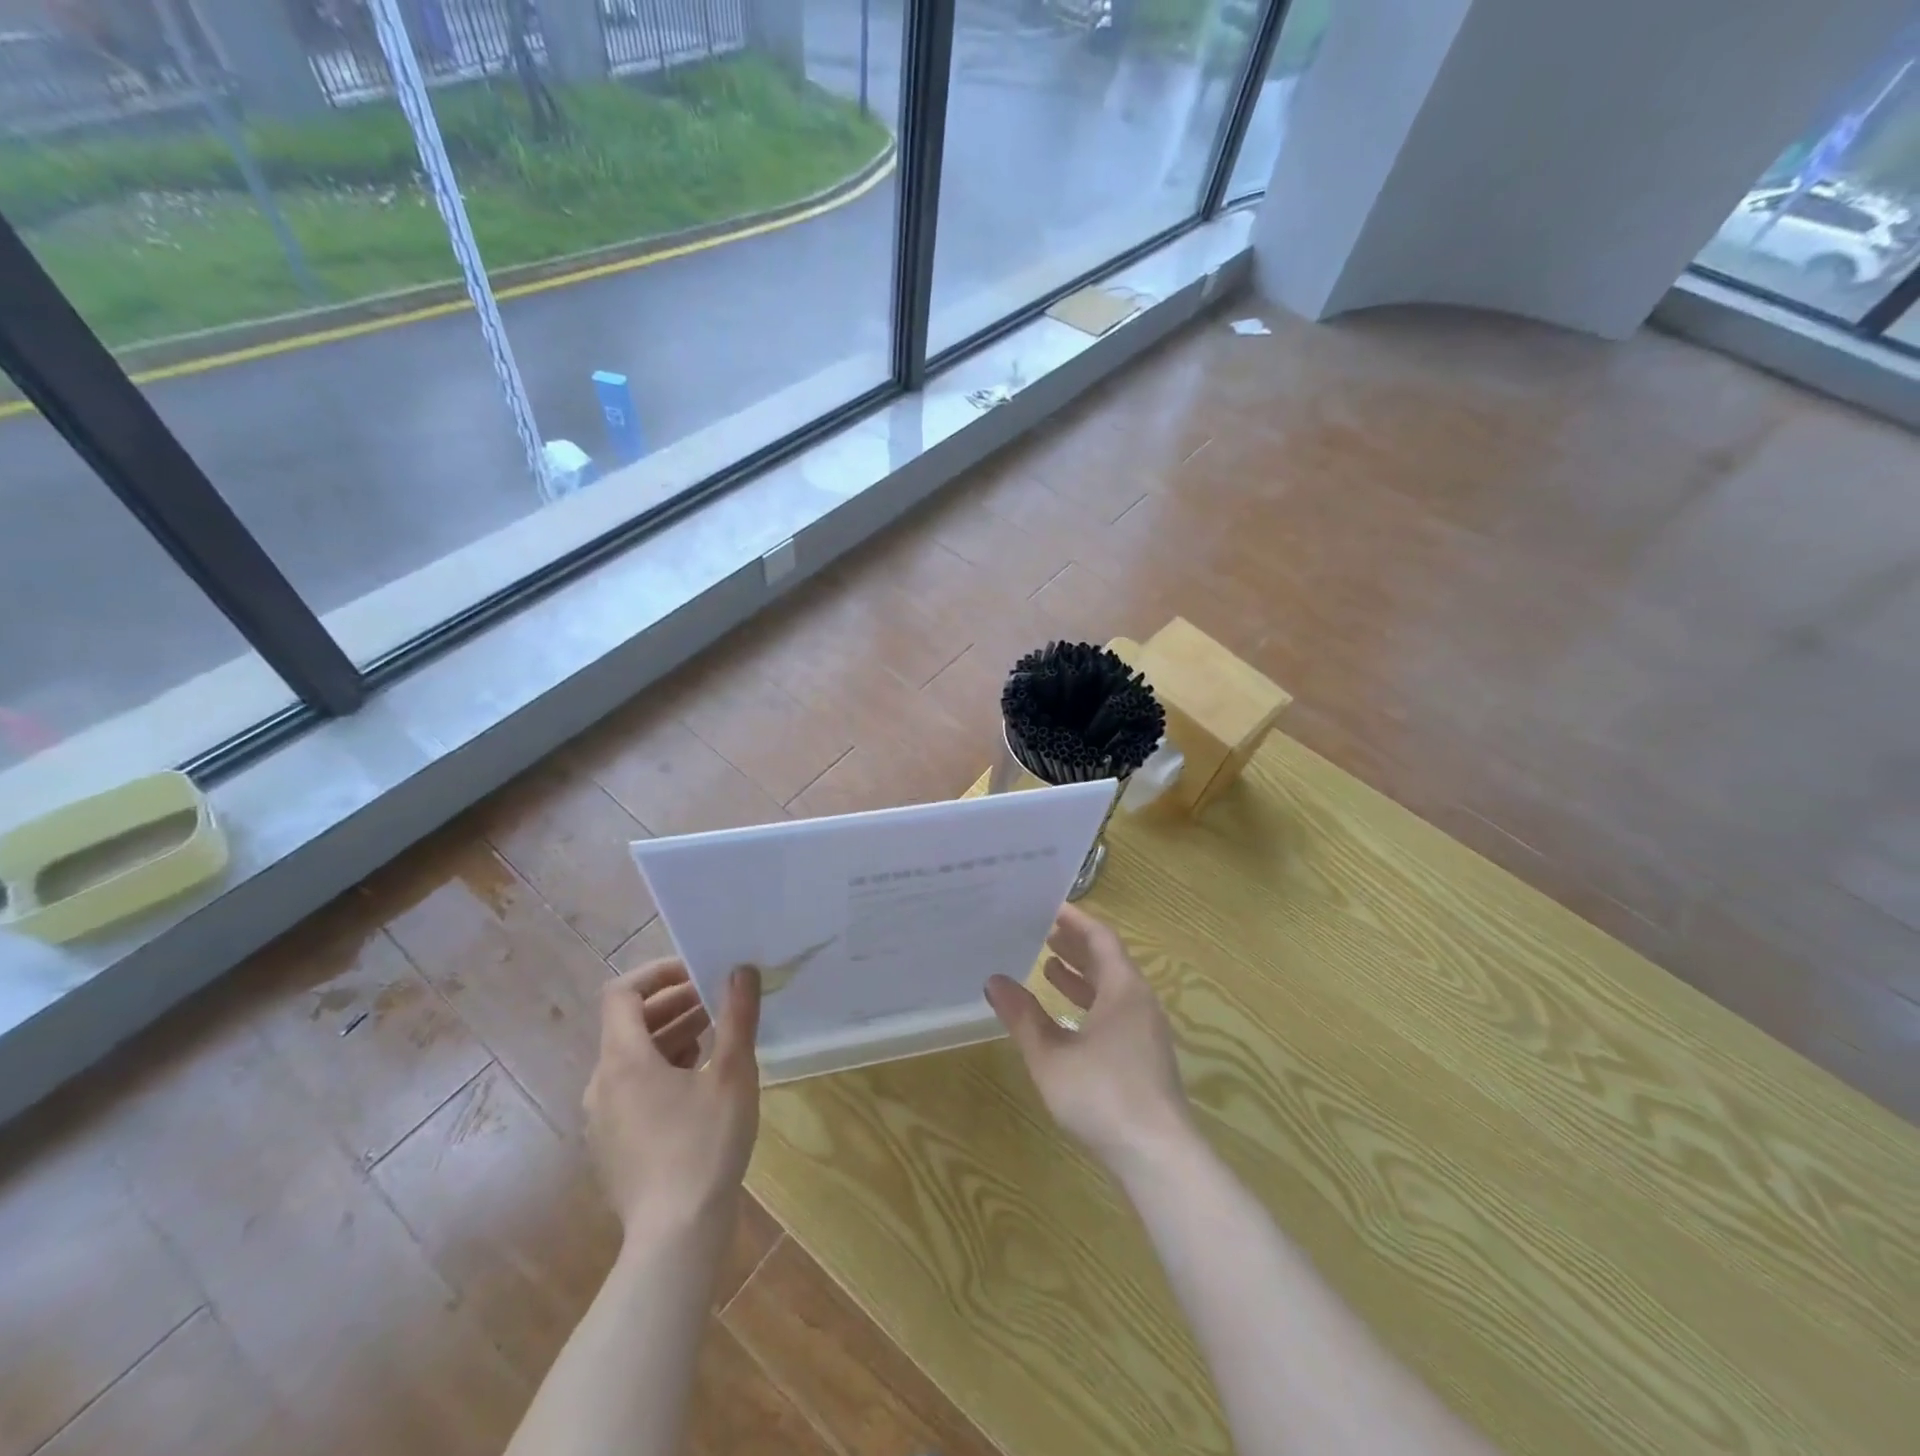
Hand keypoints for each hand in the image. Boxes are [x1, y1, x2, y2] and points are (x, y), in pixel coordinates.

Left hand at [584, 958, 760, 1235]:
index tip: (697, 971)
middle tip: (718, 998)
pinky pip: (633, 1088)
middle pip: (630, 1024)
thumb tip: (742, 970)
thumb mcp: (733, 1074)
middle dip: (674, 1003)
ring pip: (633, 1057)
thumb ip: (737, 1016)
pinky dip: (663, 1069)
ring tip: (717, 1033)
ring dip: (672, 1036)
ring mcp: (603, 1118)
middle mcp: (602, 1083)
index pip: (622, 993)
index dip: (657, 973)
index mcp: (623, 1060)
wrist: (676, 1237)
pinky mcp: (613, 1144)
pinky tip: (701, 1080)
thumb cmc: (705, 1145)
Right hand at [984, 903, 1192, 1172]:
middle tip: (1040, 930)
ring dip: (1081, 975)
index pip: (1100, 937)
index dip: (1074, 920)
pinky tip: (1066, 1017)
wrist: (1158, 1156)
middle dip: (1075, 945)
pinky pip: (1116, 1011)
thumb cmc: (1102, 1095)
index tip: (1047, 905)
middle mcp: (1139, 1001)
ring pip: (1112, 988)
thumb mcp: (1050, 1056)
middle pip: (1108, 959)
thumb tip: (994, 981)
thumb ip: (1023, 1017)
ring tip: (1047, 965)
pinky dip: (1090, 1003)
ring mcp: (1146, 1030)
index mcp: (1123, 988)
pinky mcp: (1145, 1056)